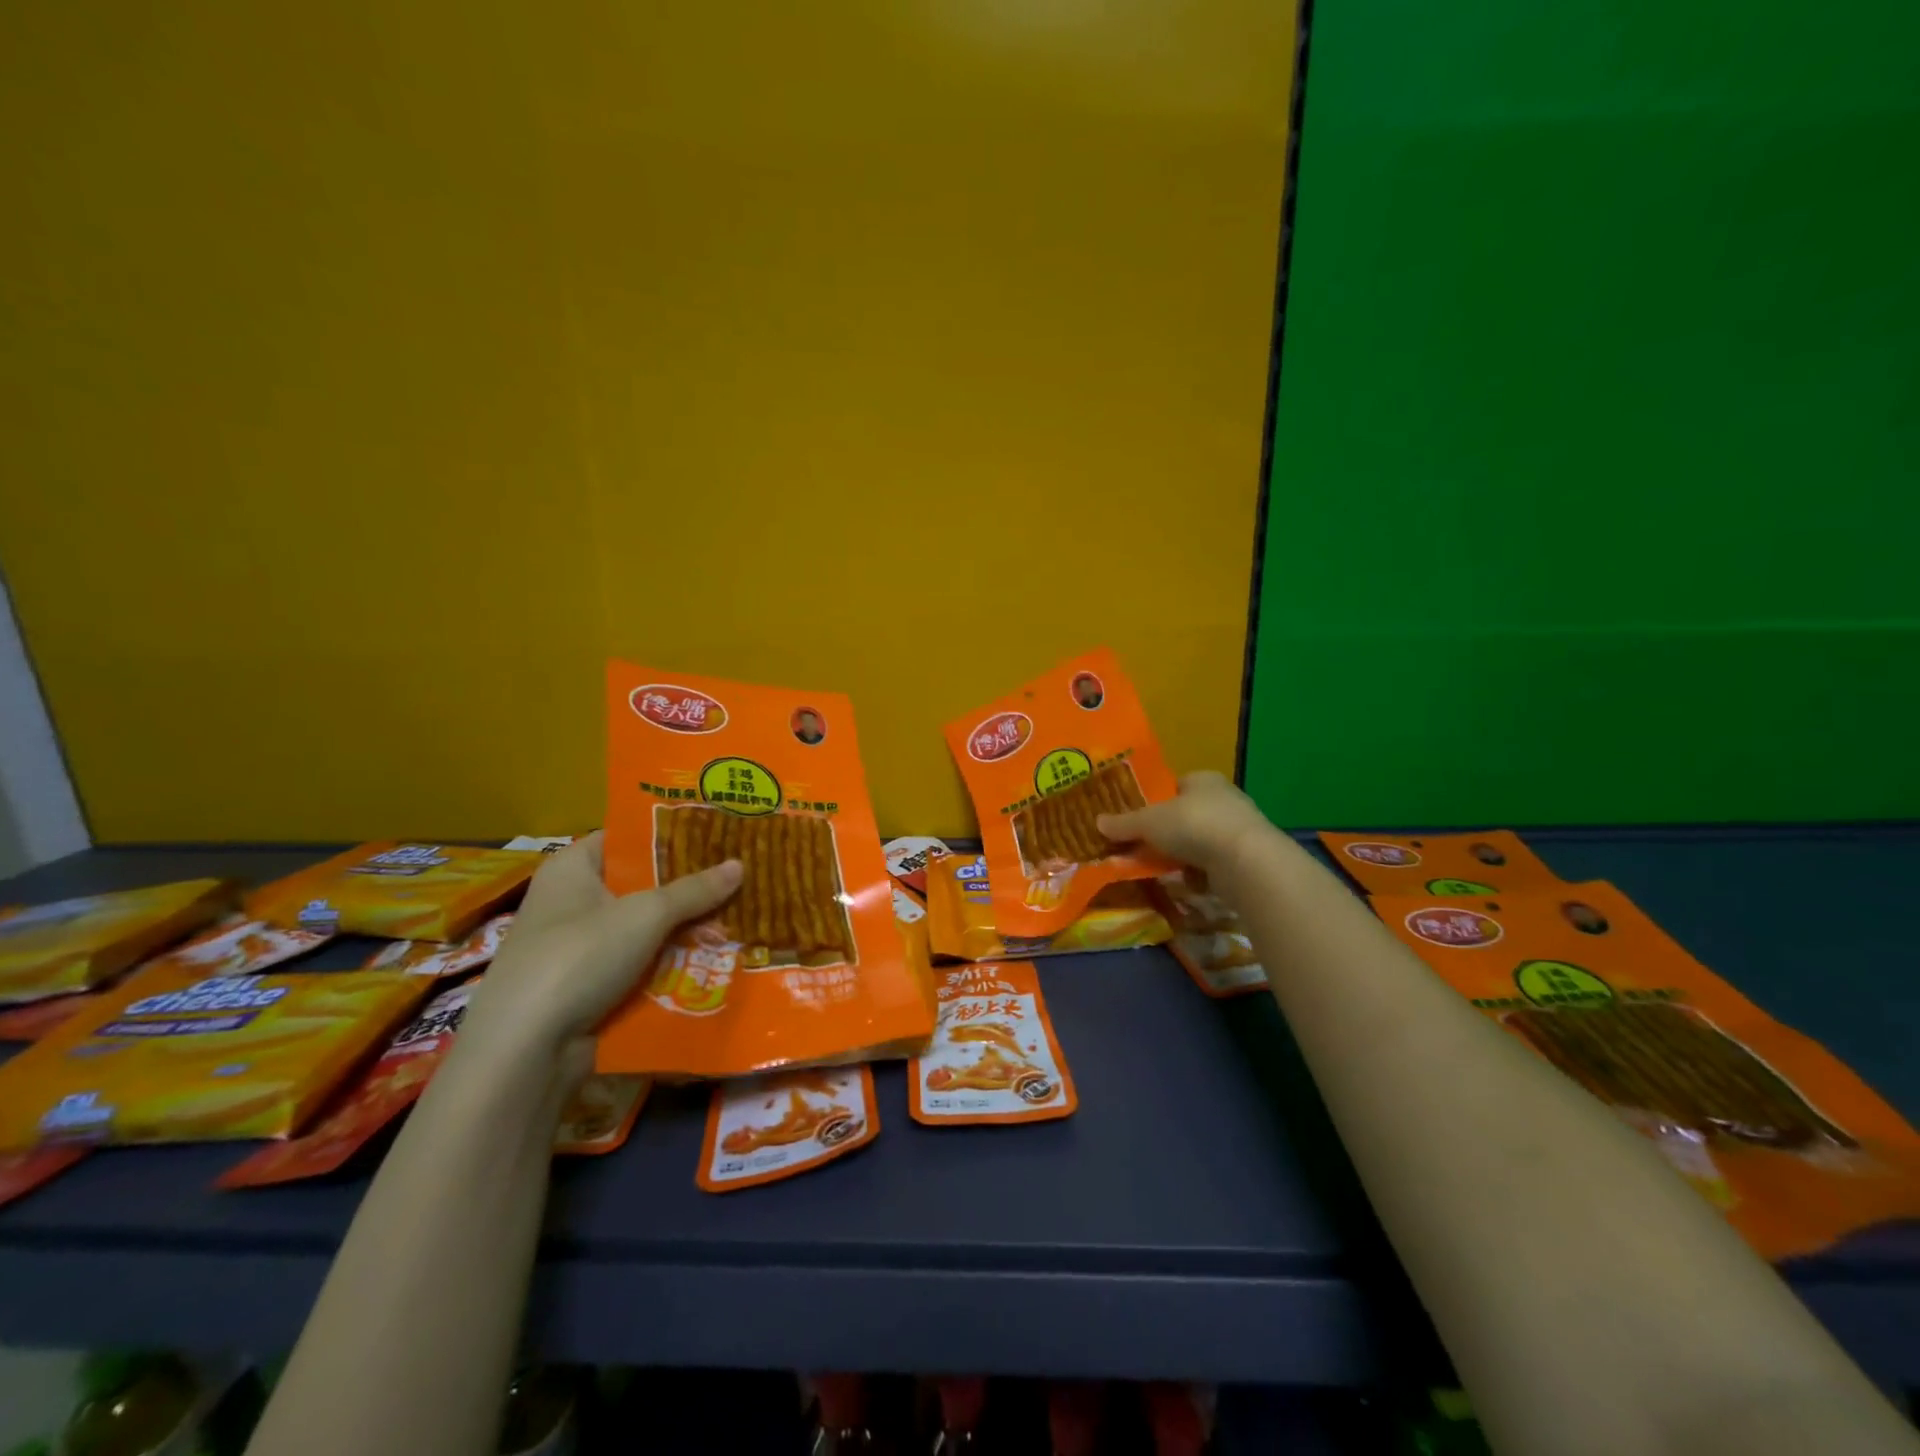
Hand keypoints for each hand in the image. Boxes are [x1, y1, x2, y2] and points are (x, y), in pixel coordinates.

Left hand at [457, 832, 739, 1076]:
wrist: (526, 1050)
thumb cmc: (579, 957)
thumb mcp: (646, 914)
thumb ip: (695, 890)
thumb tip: (740, 864)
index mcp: (574, 868)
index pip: (628, 838)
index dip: (673, 835)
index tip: (719, 834)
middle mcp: (574, 901)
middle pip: (643, 884)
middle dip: (691, 887)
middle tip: (742, 878)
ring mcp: (582, 948)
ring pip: (647, 928)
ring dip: (687, 929)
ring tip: (741, 919)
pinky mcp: (591, 987)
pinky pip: (642, 964)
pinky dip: (673, 963)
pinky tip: (716, 959)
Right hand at [1096, 770, 1274, 872]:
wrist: (1245, 861)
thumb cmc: (1194, 825)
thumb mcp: (1148, 822)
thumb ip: (1123, 823)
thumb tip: (1097, 822)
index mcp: (1203, 779)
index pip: (1175, 785)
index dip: (1156, 800)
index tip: (1139, 819)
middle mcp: (1225, 799)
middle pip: (1187, 814)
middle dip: (1168, 832)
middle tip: (1144, 846)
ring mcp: (1239, 829)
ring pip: (1200, 841)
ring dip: (1183, 854)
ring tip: (1161, 868)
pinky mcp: (1247, 858)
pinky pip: (1214, 864)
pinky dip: (1200, 873)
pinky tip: (1187, 882)